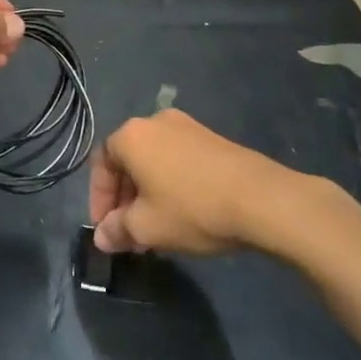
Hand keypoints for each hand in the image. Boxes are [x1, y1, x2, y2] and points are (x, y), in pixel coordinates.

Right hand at [89, 109, 326, 256]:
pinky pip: (179, 160)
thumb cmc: (192, 209)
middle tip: (130, 232)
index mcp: (131, 136)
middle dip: (124, 199)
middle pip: (128, 161)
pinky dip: (172, 183)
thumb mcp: (147, 228)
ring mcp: (187, 126)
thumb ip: (117, 230)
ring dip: (148, 193)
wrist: (262, 199)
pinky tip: (184, 212)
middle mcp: (155, 122)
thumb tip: (102, 237)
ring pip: (154, 161)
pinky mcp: (213, 138)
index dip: (99, 198)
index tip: (105, 228)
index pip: (101, 163)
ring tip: (157, 227)